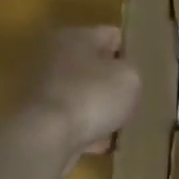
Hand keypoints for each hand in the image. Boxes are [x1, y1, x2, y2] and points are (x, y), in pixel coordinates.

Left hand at [18, 25, 141, 161]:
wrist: (45, 137)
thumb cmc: (91, 96)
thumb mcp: (129, 78)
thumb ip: (130, 71)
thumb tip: (121, 75)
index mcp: (75, 36)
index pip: (112, 35)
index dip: (130, 53)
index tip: (142, 73)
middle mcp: (53, 56)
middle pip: (92, 65)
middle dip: (110, 82)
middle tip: (131, 99)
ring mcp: (41, 87)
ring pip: (80, 94)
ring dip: (97, 107)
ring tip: (118, 125)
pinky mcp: (36, 117)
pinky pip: (69, 119)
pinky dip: (83, 129)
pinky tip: (99, 144)